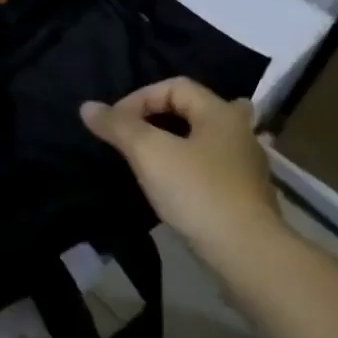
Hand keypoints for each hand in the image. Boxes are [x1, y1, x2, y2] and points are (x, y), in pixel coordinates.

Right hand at [81, 78, 285, 268]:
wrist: (245, 251)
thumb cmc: (197, 192)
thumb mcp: (149, 153)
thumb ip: (119, 126)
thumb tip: (88, 107)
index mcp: (220, 113)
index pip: (175, 86)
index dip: (139, 98)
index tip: (115, 125)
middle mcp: (240, 131)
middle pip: (197, 108)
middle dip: (164, 115)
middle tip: (137, 132)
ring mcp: (249, 165)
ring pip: (209, 139)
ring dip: (182, 140)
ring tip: (156, 154)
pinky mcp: (247, 195)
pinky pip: (215, 166)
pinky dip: (193, 165)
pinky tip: (179, 183)